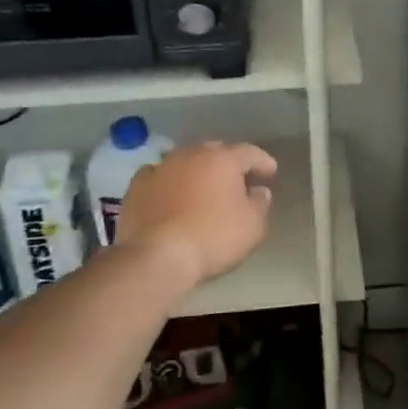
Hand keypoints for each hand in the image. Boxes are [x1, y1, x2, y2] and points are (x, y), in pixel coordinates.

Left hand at [116, 141, 277, 291]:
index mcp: (223, 159)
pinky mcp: (137, 186)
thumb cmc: (212, 239)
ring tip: (203, 187)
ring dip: (197, 170)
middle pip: (215, 151)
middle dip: (228, 162)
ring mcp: (161, 167)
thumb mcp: (252, 227)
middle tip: (237, 179)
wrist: (156, 257)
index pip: (249, 152)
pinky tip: (170, 193)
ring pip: (185, 160)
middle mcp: (191, 154)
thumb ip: (260, 204)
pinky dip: (169, 181)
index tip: (270, 173)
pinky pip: (159, 175)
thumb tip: (259, 191)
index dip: (262, 161)